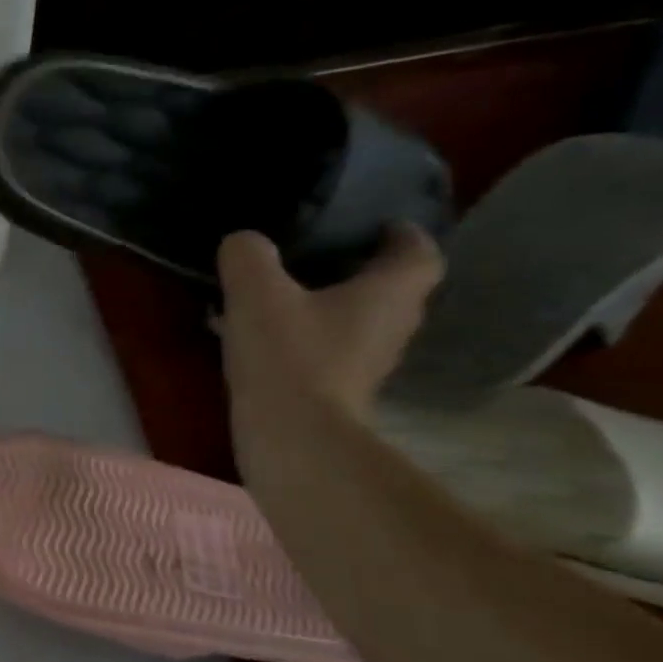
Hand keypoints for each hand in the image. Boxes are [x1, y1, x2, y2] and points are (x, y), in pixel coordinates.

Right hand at [217, 223, 442, 422]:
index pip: (418, 252)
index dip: (402, 234)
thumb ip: (248, 256)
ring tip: (281, 298)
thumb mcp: (256, 293)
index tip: (376, 225)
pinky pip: (328, 352)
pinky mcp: (340, 392)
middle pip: (390, 289)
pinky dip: (305, 340)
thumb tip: (244, 241)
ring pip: (356, 323)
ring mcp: (369, 364)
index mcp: (389, 293)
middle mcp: (393, 326)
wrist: (292, 437)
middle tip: (319, 257)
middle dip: (360, 271)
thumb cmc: (287, 355)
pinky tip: (263, 340)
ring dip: (328, 308)